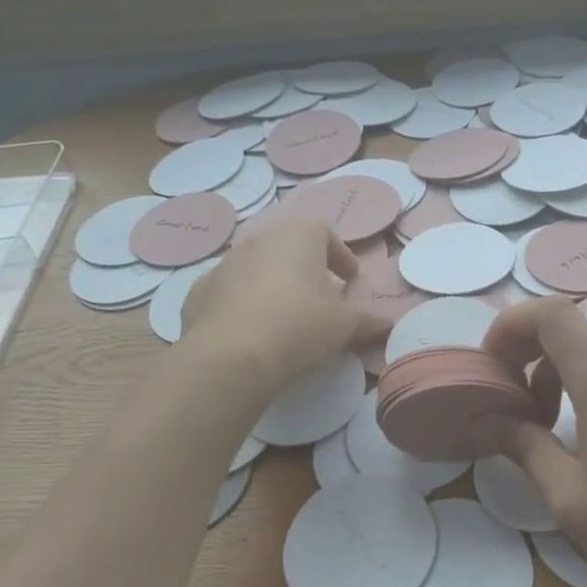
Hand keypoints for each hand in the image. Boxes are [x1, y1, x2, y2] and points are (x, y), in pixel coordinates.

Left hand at [182, 216, 387, 386]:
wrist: (232, 354)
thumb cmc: (300, 325)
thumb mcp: (345, 325)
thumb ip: (368, 321)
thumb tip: (388, 324)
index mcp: (298, 236)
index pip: (324, 231)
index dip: (340, 254)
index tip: (349, 278)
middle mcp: (259, 240)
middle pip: (288, 248)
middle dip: (305, 269)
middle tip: (319, 297)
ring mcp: (224, 264)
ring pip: (255, 268)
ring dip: (272, 285)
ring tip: (284, 318)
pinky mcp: (199, 292)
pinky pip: (228, 293)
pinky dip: (241, 305)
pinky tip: (250, 332)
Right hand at [483, 297, 586, 586]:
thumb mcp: (569, 497)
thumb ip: (523, 447)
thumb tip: (485, 421)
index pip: (551, 313)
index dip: (510, 325)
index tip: (491, 367)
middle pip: (569, 326)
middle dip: (526, 352)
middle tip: (509, 401)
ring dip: (554, 371)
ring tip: (541, 423)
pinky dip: (582, 382)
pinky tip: (582, 432)